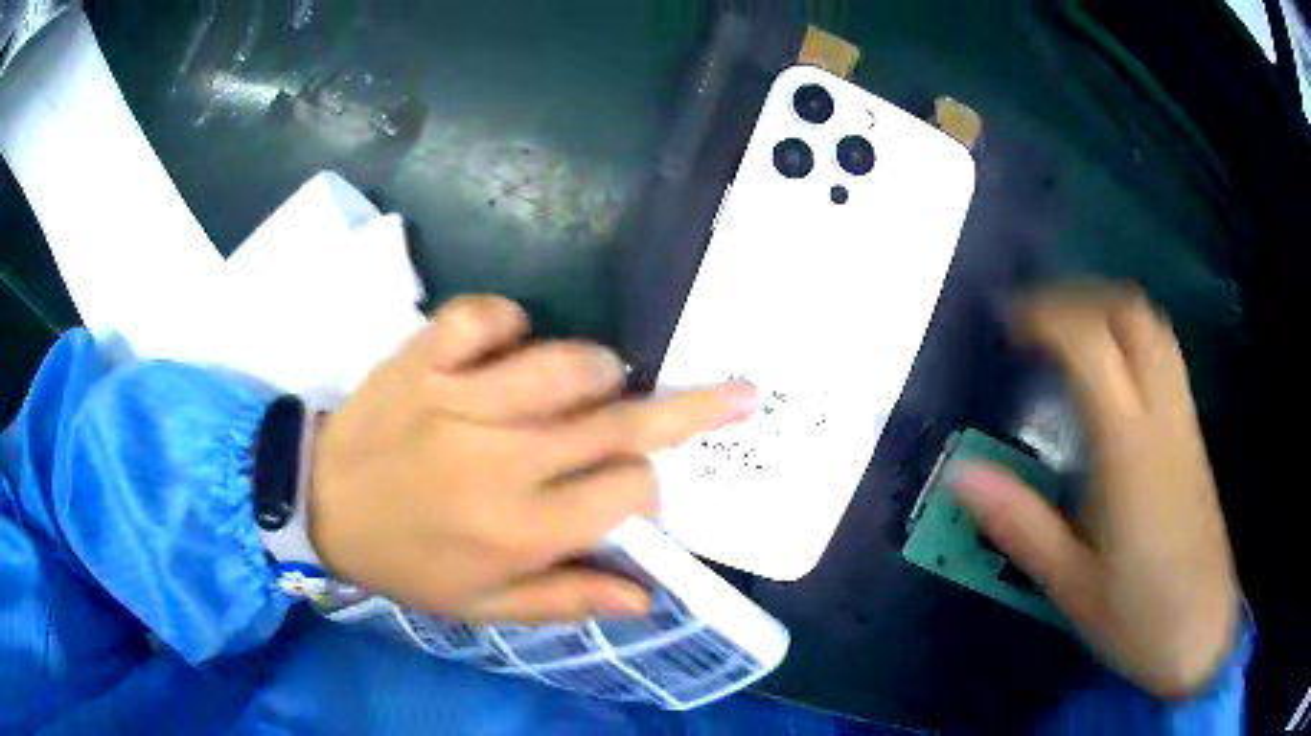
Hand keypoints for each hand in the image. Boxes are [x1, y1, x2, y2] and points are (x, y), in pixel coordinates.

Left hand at [308, 295, 755, 623]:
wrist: (320, 506)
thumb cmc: (407, 563)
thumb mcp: (484, 607)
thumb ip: (568, 601)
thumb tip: (649, 597)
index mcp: (521, 530)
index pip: (630, 490)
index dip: (649, 485)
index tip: (636, 485)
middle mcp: (503, 461)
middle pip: (620, 422)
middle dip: (691, 406)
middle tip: (735, 390)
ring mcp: (461, 399)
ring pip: (569, 363)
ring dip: (600, 368)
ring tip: (599, 378)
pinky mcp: (424, 356)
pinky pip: (486, 315)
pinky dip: (509, 320)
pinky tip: (507, 341)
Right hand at [951, 286, 1238, 697]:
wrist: (1201, 634)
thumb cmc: (1136, 616)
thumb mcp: (1069, 584)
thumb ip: (1020, 523)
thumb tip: (961, 475)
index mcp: (1129, 450)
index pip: (1091, 344)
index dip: (1046, 317)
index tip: (1008, 325)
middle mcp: (1163, 419)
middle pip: (1131, 315)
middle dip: (1080, 301)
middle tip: (1038, 326)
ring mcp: (1185, 423)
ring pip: (1154, 329)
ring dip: (1108, 314)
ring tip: (1070, 340)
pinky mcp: (1194, 437)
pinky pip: (1165, 359)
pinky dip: (1132, 342)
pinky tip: (1110, 381)